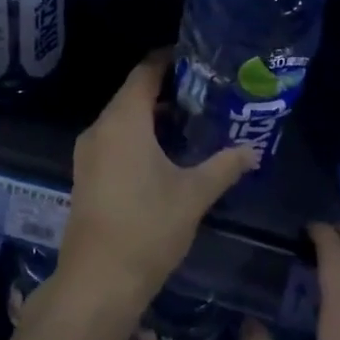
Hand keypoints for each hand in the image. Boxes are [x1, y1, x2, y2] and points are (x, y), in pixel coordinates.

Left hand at [60, 50, 256, 310]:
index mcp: (123, 121)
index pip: (144, 72)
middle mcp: (100, 128)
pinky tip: (165, 153)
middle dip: (166, 89)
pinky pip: (114, 139)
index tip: (197, 58)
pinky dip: (138, 136)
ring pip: (122, 119)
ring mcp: (88, 153)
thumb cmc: (147, 228)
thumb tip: (252, 150)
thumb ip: (224, 166)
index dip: (168, 59)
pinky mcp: (86, 175)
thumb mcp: (194, 194)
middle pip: (132, 93)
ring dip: (152, 115)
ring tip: (191, 120)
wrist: (98, 281)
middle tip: (204, 91)